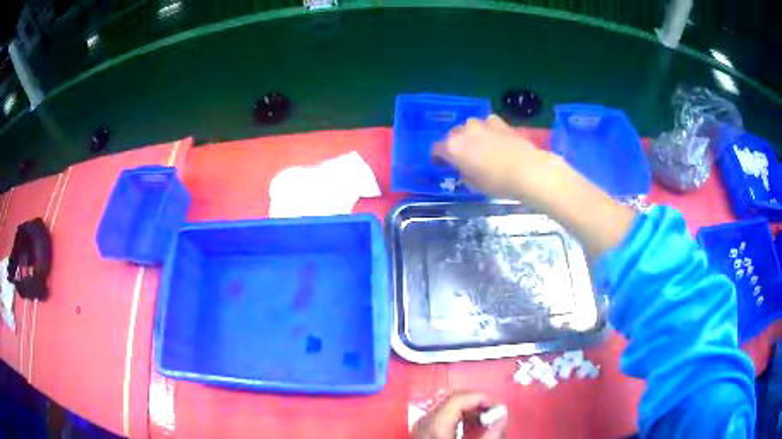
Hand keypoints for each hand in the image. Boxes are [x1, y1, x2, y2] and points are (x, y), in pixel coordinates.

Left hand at [412, 391, 506, 438]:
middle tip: (495, 416)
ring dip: (469, 412)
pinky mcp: (421, 434)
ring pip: (447, 409)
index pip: (459, 398)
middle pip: (452, 401)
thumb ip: (492, 434)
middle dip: (477, 405)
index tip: (499, 409)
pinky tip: (470, 430)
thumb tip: (503, 414)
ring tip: (485, 424)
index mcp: (435, 425)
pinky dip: (458, 420)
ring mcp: (420, 428)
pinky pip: (441, 418)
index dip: (482, 398)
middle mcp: (424, 422)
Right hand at [433, 114, 562, 201]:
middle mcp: (464, 132)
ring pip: (469, 126)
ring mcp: (482, 124)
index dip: (438, 158)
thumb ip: (463, 173)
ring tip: (481, 146)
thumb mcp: (474, 185)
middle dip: (456, 144)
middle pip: (453, 135)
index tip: (443, 164)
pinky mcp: (498, 121)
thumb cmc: (498, 182)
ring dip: (471, 135)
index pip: (437, 149)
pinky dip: (488, 129)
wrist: (527, 170)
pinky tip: (495, 138)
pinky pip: (487, 123)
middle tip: (464, 157)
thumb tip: (464, 168)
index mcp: (453, 148)